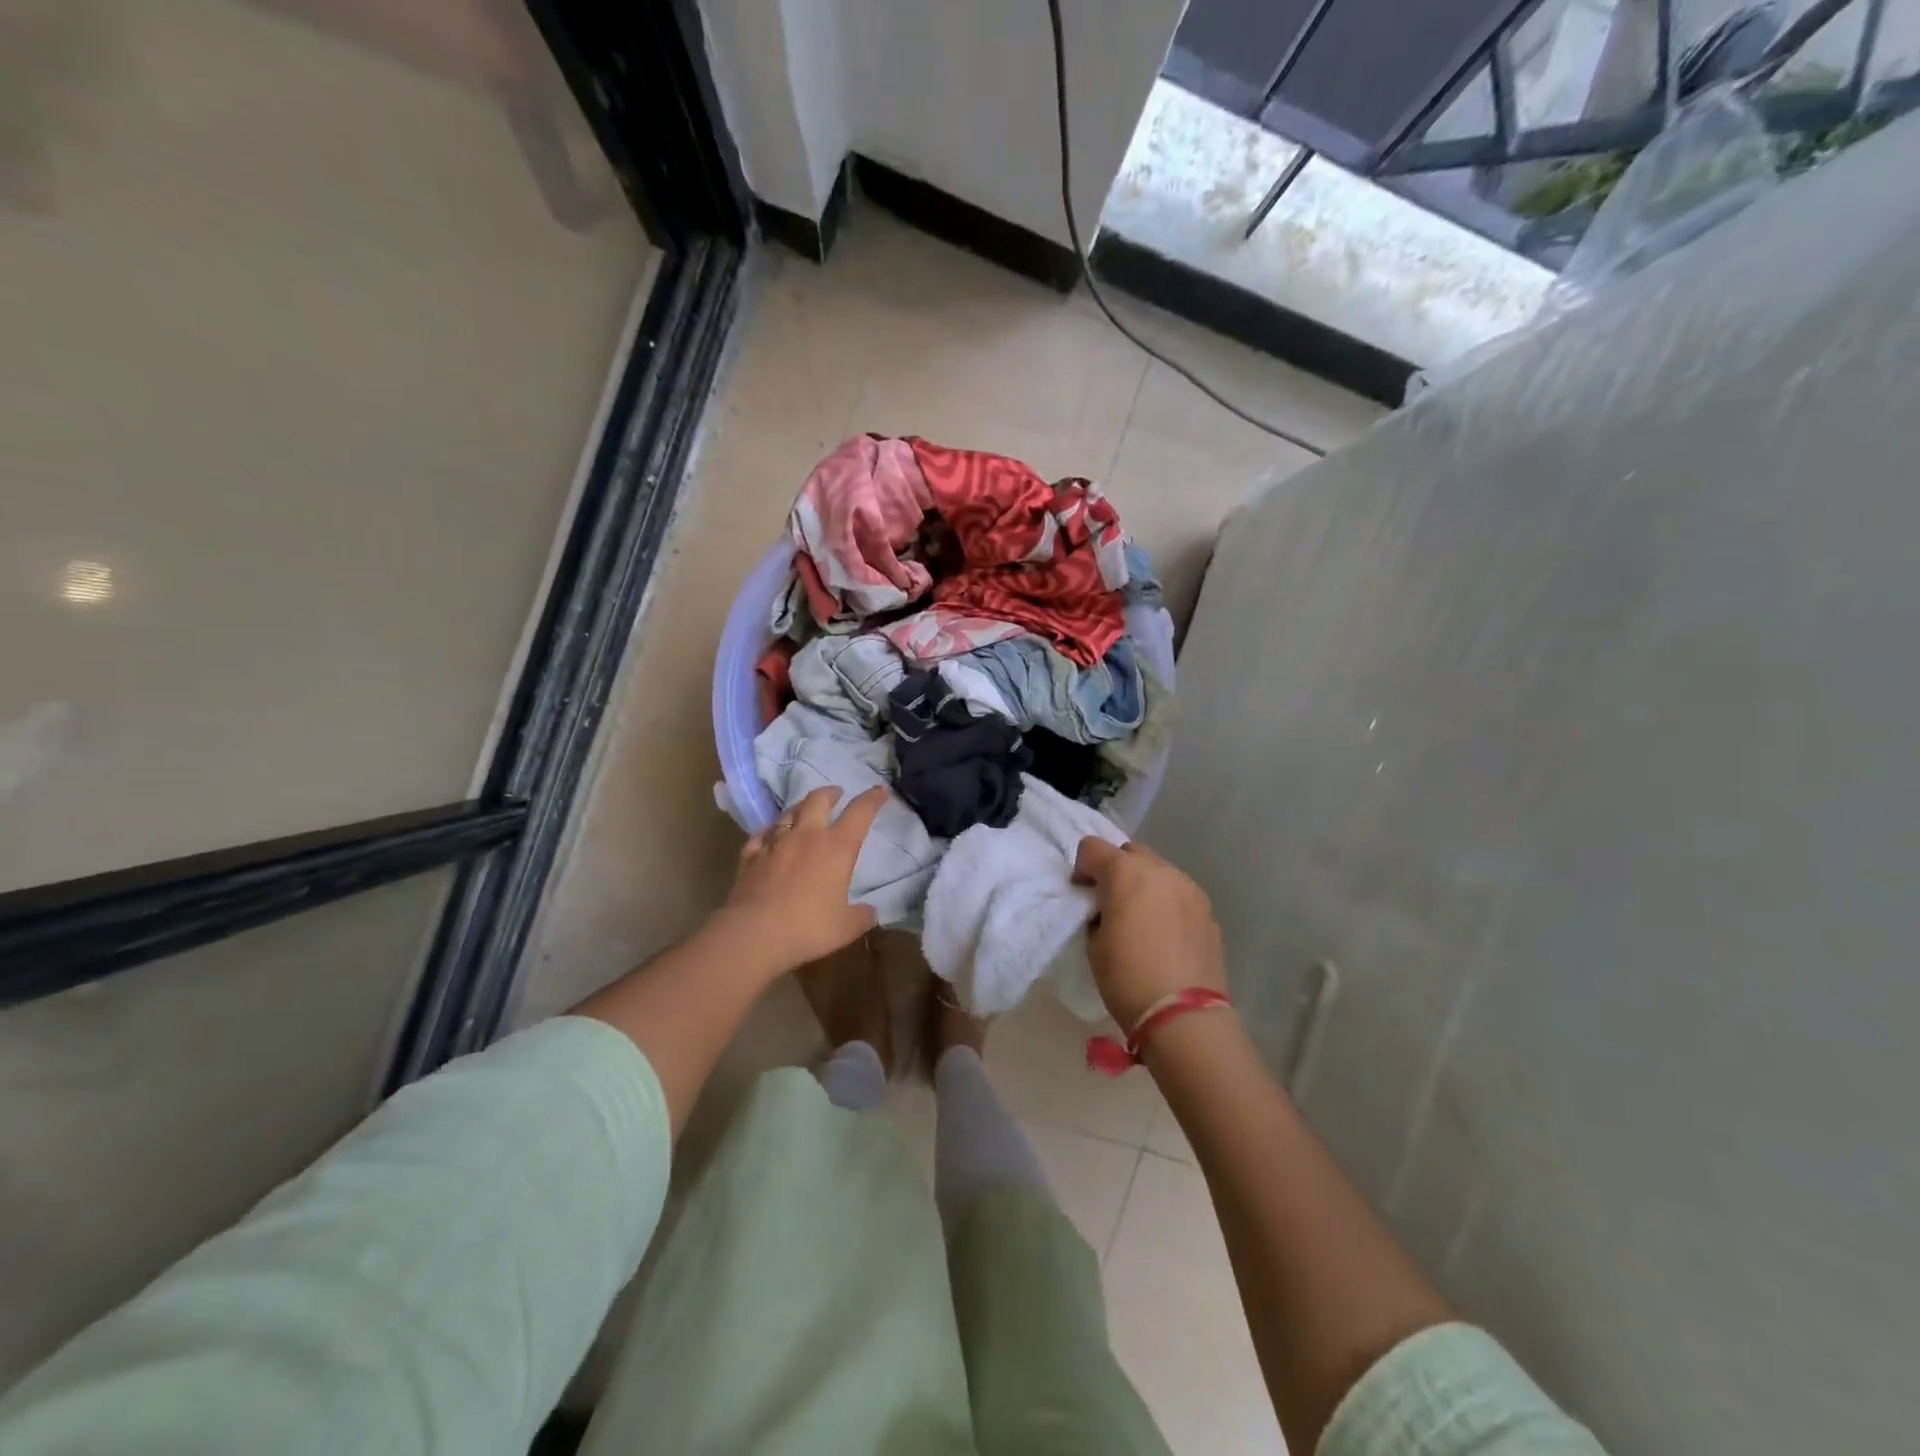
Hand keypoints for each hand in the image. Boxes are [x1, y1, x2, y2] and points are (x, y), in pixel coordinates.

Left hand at [722, 786, 886, 972]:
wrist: (754, 934)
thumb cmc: (808, 928)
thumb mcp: (846, 927)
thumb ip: (861, 916)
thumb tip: (871, 911)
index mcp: (837, 847)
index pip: (860, 813)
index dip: (872, 799)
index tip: (879, 790)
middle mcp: (806, 836)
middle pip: (818, 800)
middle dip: (830, 793)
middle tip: (836, 793)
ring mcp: (775, 843)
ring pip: (788, 813)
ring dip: (800, 808)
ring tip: (804, 811)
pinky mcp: (750, 856)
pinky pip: (762, 834)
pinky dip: (770, 831)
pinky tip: (770, 834)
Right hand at [1074, 838, 1225, 1027]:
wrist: (1184, 1016)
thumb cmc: (1127, 978)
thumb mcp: (1094, 944)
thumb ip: (1097, 912)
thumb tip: (1106, 908)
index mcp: (1126, 873)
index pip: (1093, 847)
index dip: (1082, 868)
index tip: (1082, 893)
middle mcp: (1161, 870)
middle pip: (1130, 852)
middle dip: (1115, 869)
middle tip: (1110, 902)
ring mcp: (1189, 888)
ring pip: (1159, 871)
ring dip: (1144, 884)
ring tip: (1141, 918)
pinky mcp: (1208, 910)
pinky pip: (1179, 893)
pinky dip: (1166, 902)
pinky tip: (1165, 934)